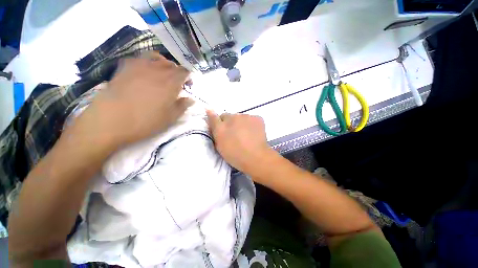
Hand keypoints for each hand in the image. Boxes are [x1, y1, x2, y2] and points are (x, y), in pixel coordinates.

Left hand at [67, 53, 192, 151]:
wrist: (111, 120)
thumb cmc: (146, 121)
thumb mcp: (170, 118)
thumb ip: (183, 106)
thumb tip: (191, 99)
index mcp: (171, 83)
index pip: (185, 72)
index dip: (188, 77)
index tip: (188, 85)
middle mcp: (158, 70)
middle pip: (172, 64)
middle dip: (177, 72)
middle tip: (176, 82)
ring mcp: (140, 66)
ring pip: (157, 58)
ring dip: (164, 65)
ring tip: (162, 74)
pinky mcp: (125, 67)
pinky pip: (140, 58)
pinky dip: (147, 62)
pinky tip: (145, 71)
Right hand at [206, 111, 275, 174]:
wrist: (256, 157)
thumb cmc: (235, 155)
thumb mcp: (219, 145)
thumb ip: (214, 129)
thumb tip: (208, 110)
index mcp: (221, 126)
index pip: (214, 116)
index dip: (218, 123)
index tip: (222, 129)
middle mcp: (232, 117)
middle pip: (229, 117)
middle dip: (230, 123)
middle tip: (235, 134)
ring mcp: (246, 116)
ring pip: (241, 117)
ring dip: (241, 123)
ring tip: (246, 135)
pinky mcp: (257, 118)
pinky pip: (251, 119)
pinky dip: (251, 124)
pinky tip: (253, 133)